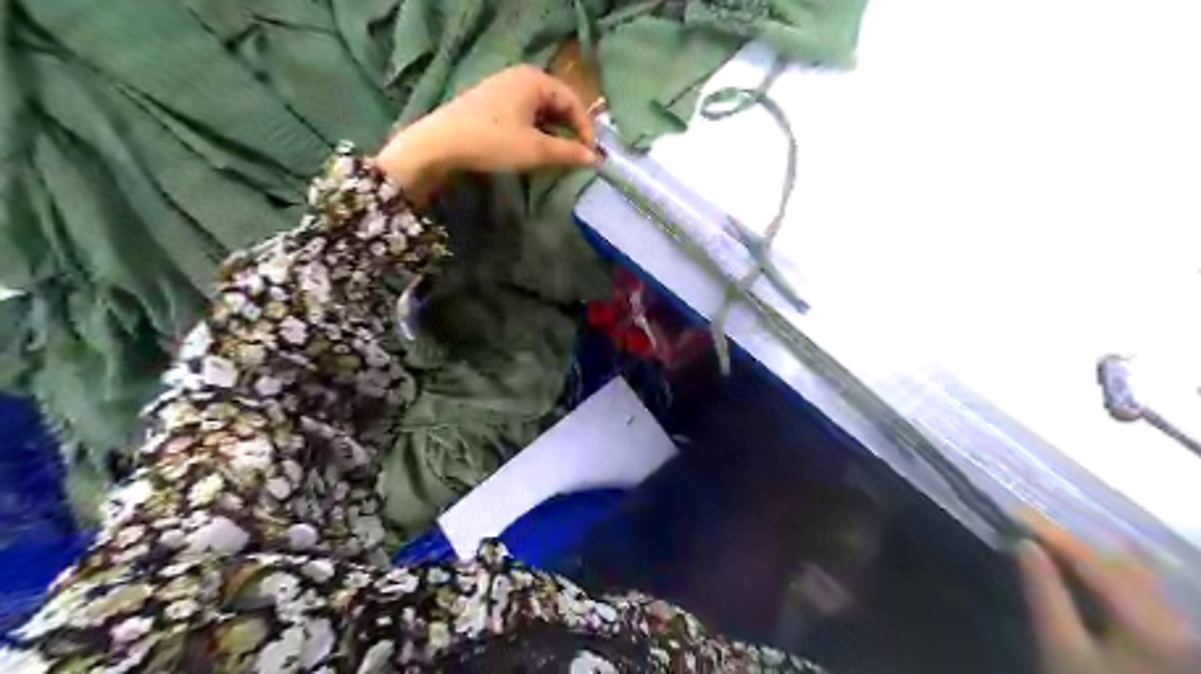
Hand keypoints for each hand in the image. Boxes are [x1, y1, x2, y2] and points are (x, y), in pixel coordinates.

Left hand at [374, 65, 593, 199]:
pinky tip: (534, 151)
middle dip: (570, 132)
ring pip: (540, 112)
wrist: (440, 144)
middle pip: (557, 104)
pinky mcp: (490, 103)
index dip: (585, 130)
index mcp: (535, 80)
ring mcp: (503, 88)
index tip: (590, 155)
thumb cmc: (492, 141)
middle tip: (576, 157)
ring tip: (558, 158)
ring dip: (553, 135)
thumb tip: (594, 158)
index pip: (573, 102)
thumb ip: (568, 153)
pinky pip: (524, 115)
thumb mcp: (535, 150)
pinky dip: (535, 133)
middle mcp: (521, 77)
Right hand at [1011, 512, 1199, 672]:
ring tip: (1053, 544)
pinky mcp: (1180, 644)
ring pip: (1139, 577)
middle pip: (1123, 565)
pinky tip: (1089, 572)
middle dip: (1074, 543)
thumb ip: (1044, 592)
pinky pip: (1147, 594)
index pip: (1095, 562)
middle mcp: (1180, 622)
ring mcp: (1185, 634)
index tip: (1015, 513)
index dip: (1053, 534)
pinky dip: (1113, 576)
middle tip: (1029, 528)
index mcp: (1153, 624)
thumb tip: (1025, 545)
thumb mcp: (1060, 649)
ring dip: (1094, 557)